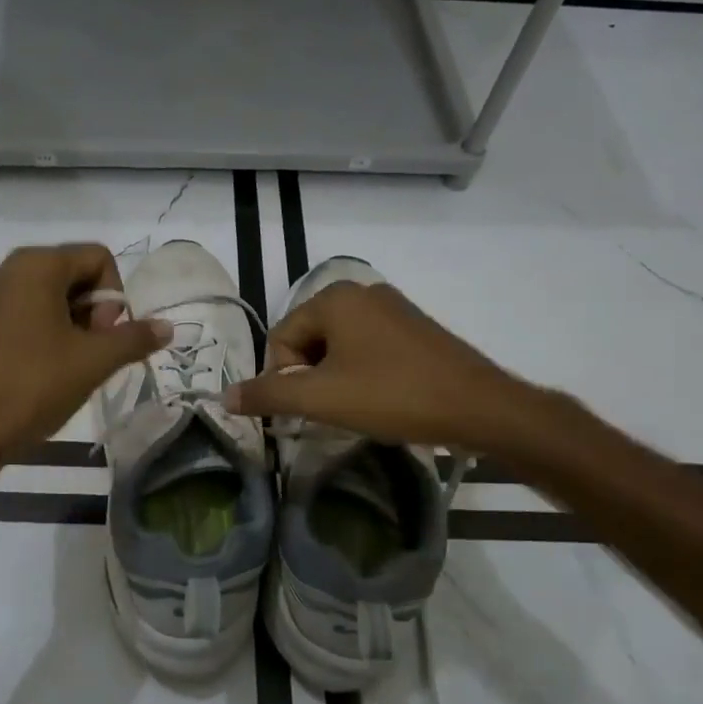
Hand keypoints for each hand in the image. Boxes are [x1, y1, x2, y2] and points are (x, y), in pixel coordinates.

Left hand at [0, 243, 167, 496]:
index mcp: (35, 264)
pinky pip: (18, 311)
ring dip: (68, 323)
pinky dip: (39, 331)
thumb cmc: (33, 387)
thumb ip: (134, 338)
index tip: (104, 337)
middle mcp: (5, 268)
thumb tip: (167, 326)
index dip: (113, 297)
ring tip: (66, 365)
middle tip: (90, 354)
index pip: (98, 257)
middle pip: (70, 273)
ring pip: (44, 294)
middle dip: (91, 311)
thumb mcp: (93, 362)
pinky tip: (39, 369)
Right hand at [222, 280, 550, 452]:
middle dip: (310, 378)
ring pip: (338, 347)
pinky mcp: (414, 328)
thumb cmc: (392, 396)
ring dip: (335, 379)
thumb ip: (268, 395)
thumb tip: (223, 396)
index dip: (284, 378)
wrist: (479, 407)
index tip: (307, 410)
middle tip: (332, 411)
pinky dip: (362, 373)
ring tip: (357, 408)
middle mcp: (361, 292)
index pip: (281, 338)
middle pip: (308, 339)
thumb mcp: (322, 399)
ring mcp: (392, 307)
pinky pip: (368, 348)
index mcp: (334, 297)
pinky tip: (380, 398)